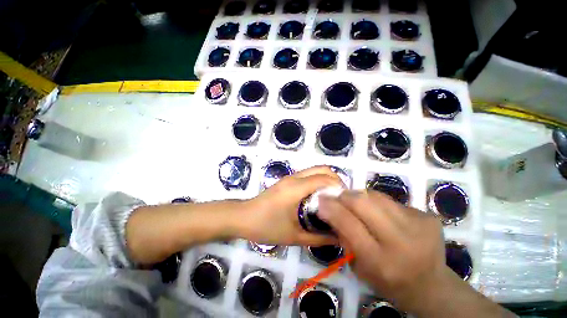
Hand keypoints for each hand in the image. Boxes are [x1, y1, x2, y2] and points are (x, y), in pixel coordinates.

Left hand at [243, 166, 342, 246]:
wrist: (243, 217)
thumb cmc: (266, 226)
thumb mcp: (294, 236)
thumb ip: (319, 238)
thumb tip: (339, 238)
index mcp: (296, 187)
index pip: (324, 178)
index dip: (339, 186)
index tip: (347, 201)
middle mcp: (294, 177)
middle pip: (322, 168)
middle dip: (335, 180)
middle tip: (341, 199)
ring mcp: (290, 177)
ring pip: (314, 170)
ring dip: (326, 180)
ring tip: (332, 200)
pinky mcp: (287, 180)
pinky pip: (308, 176)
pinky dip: (318, 182)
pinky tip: (318, 198)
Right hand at [318, 190, 448, 311]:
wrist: (432, 285)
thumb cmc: (388, 281)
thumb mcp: (359, 268)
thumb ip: (344, 237)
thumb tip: (330, 209)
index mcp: (381, 261)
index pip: (348, 223)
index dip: (331, 208)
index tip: (320, 199)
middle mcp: (401, 241)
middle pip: (362, 202)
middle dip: (344, 196)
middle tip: (338, 198)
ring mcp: (418, 225)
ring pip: (375, 196)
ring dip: (360, 196)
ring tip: (357, 204)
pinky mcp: (427, 216)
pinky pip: (391, 200)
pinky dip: (378, 203)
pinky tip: (381, 214)